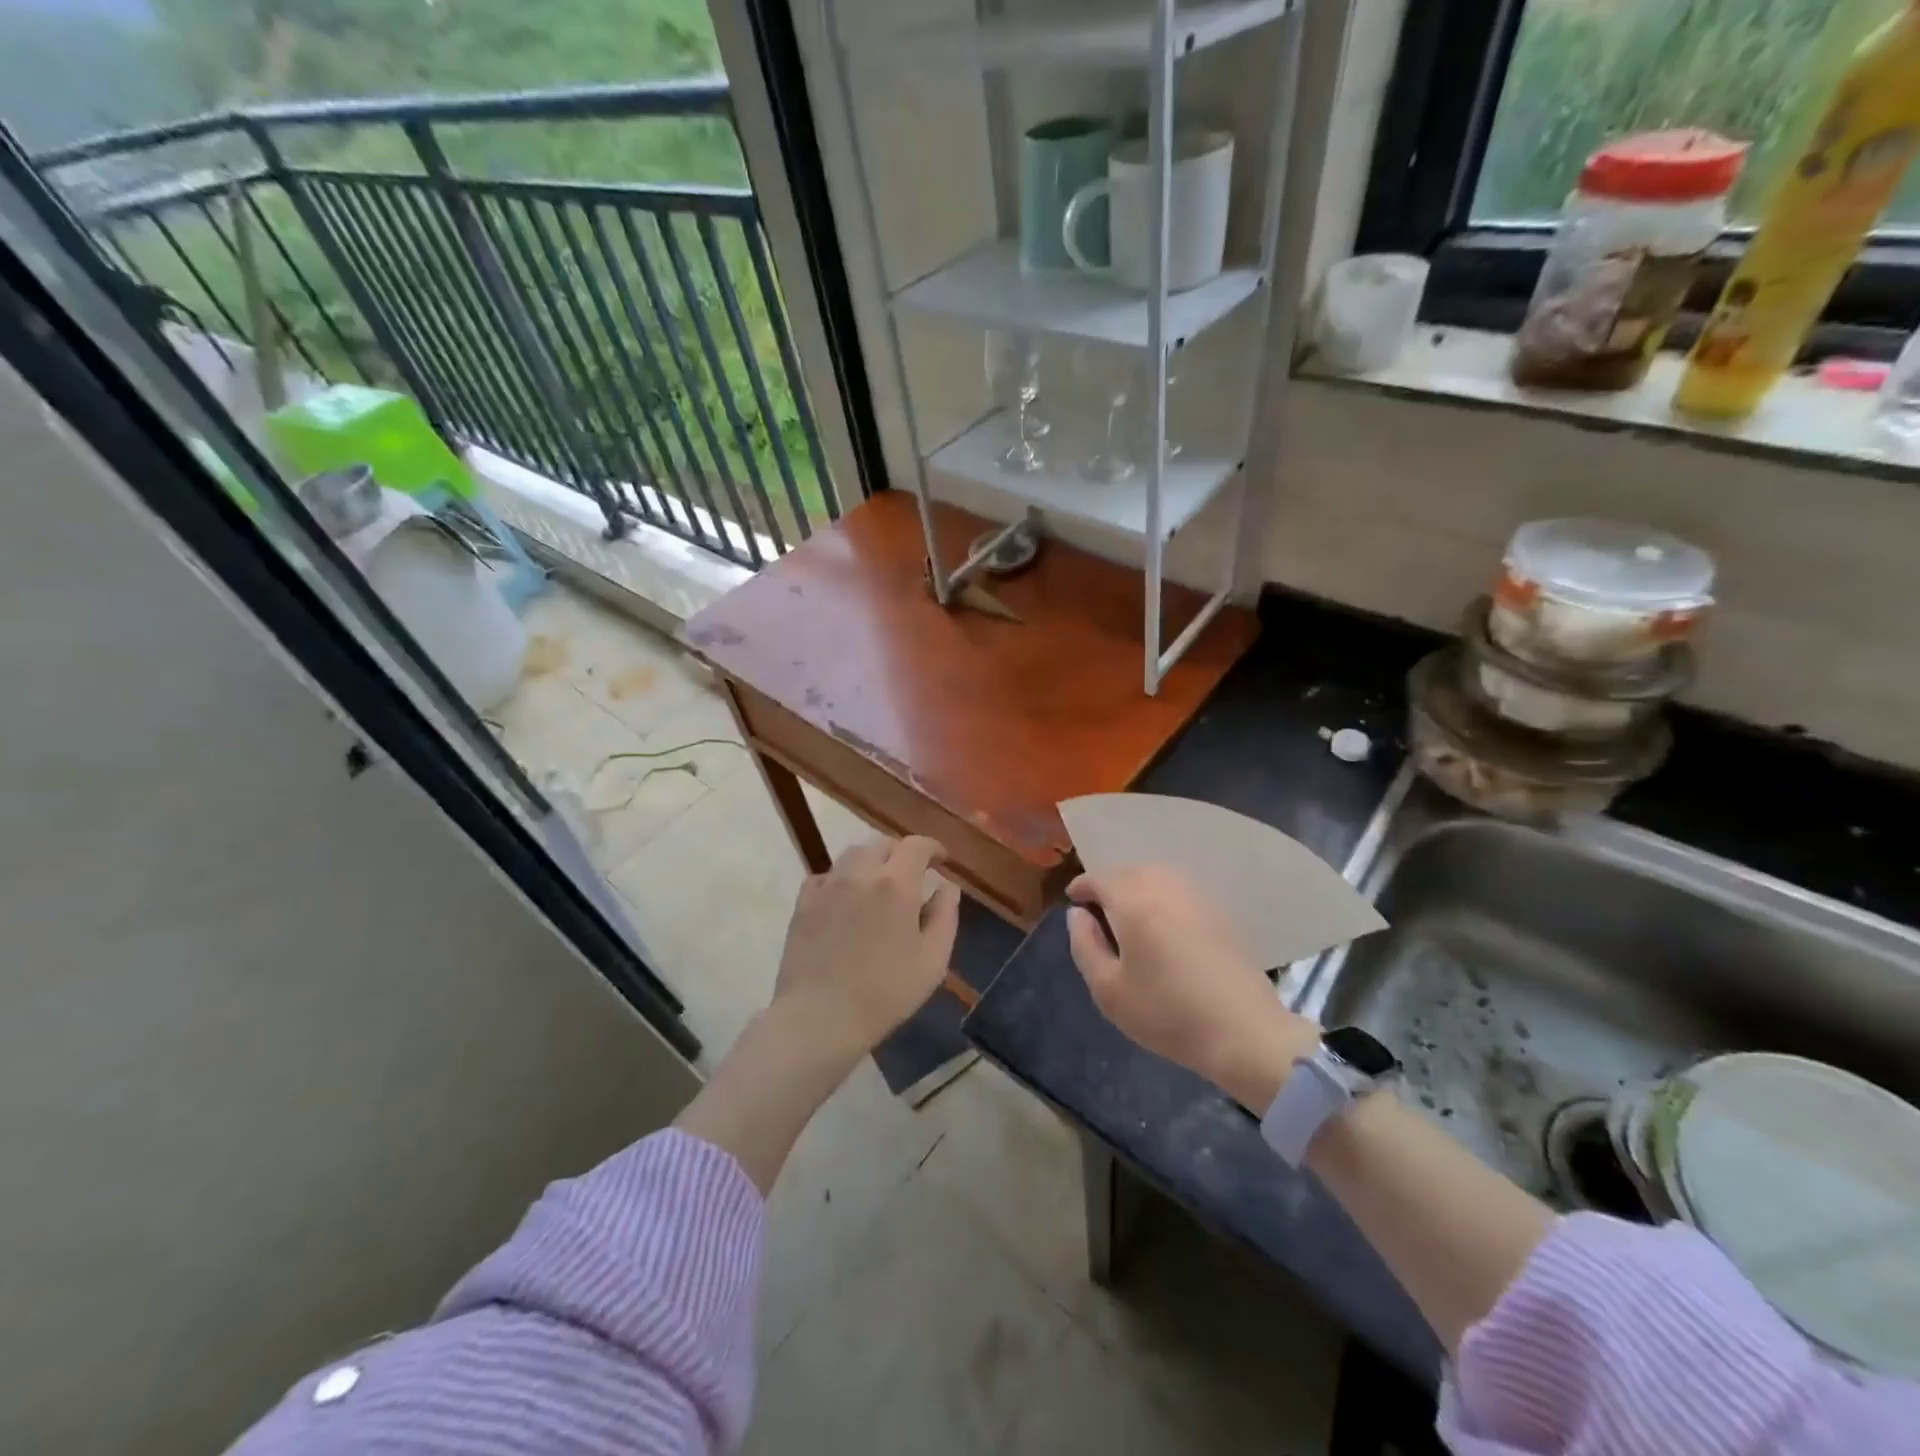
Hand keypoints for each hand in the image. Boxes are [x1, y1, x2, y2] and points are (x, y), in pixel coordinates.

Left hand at [770, 835, 960, 1068]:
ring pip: (852, 855)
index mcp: (896, 884)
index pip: (917, 845)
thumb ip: (945, 916)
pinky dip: (842, 878)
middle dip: (902, 854)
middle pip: (882, 844)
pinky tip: (846, 900)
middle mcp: (860, 874)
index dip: (933, 847)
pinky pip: (825, 876)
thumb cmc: (885, 993)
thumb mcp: (932, 961)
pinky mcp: (804, 903)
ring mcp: (827, 886)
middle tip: (912, 876)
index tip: (941, 860)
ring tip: (878, 885)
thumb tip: (948, 886)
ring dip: (871, 862)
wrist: (819, 1017)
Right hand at [1066, 866, 1318, 1108]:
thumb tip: (1078, 914)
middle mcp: (1164, 885)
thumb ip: (1084, 944)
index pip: (1097, 878)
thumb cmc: (1167, 1012)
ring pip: (1155, 877)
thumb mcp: (1108, 989)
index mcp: (1133, 900)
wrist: (1244, 1031)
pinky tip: (1163, 929)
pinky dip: (1162, 898)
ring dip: (1136, 890)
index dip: (1081, 890)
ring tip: (1130, 923)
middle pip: (1126, 872)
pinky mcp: (1218, 909)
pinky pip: (1178, 890)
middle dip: (1109, 888)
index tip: (1074, 907)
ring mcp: (1196, 894)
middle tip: (1100, 918)